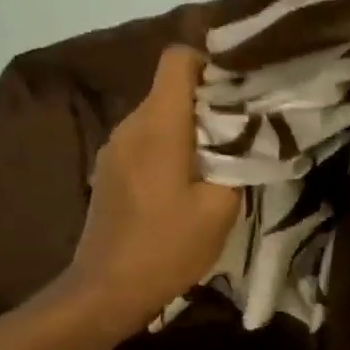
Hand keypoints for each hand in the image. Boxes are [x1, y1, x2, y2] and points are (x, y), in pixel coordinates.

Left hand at [65, 45, 239, 334]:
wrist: (106, 290)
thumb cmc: (167, 247)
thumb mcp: (220, 209)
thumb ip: (237, 164)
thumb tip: (243, 141)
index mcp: (158, 125)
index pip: (177, 59)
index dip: (210, 64)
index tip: (237, 91)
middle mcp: (130, 125)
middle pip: (170, 89)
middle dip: (207, 102)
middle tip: (241, 132)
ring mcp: (113, 148)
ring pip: (157, 117)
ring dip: (188, 130)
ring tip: (216, 162)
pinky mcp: (108, 171)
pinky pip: (143, 142)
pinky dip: (167, 149)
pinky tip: (184, 184)